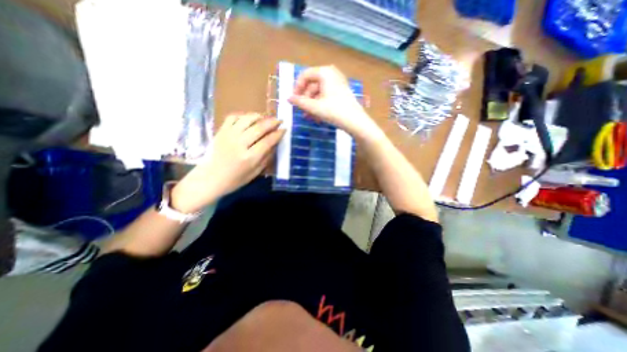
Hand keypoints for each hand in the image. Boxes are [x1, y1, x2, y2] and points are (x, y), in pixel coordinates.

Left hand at [168, 113, 280, 211]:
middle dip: (272, 122)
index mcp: (249, 158)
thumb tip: (275, 143)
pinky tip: (249, 119)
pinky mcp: (221, 131)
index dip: (278, 134)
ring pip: (247, 119)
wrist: (210, 178)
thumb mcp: (255, 172)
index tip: (284, 129)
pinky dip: (243, 115)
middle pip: (259, 127)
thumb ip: (266, 158)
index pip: (268, 141)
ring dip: (259, 116)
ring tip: (265, 118)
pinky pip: (233, 117)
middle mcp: (239, 144)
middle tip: (279, 120)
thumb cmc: (235, 179)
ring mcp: (229, 135)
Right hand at [286, 64, 378, 138]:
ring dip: (312, 105)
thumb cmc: (334, 111)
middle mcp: (331, 74)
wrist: (355, 122)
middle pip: (312, 85)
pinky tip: (318, 117)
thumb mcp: (314, 107)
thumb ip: (299, 102)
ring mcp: (338, 83)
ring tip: (310, 117)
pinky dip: (320, 106)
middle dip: (306, 100)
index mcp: (325, 72)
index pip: (305, 76)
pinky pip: (326, 96)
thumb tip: (288, 98)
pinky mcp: (341, 92)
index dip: (297, 88)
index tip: (294, 100)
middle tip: (302, 111)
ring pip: (319, 93)